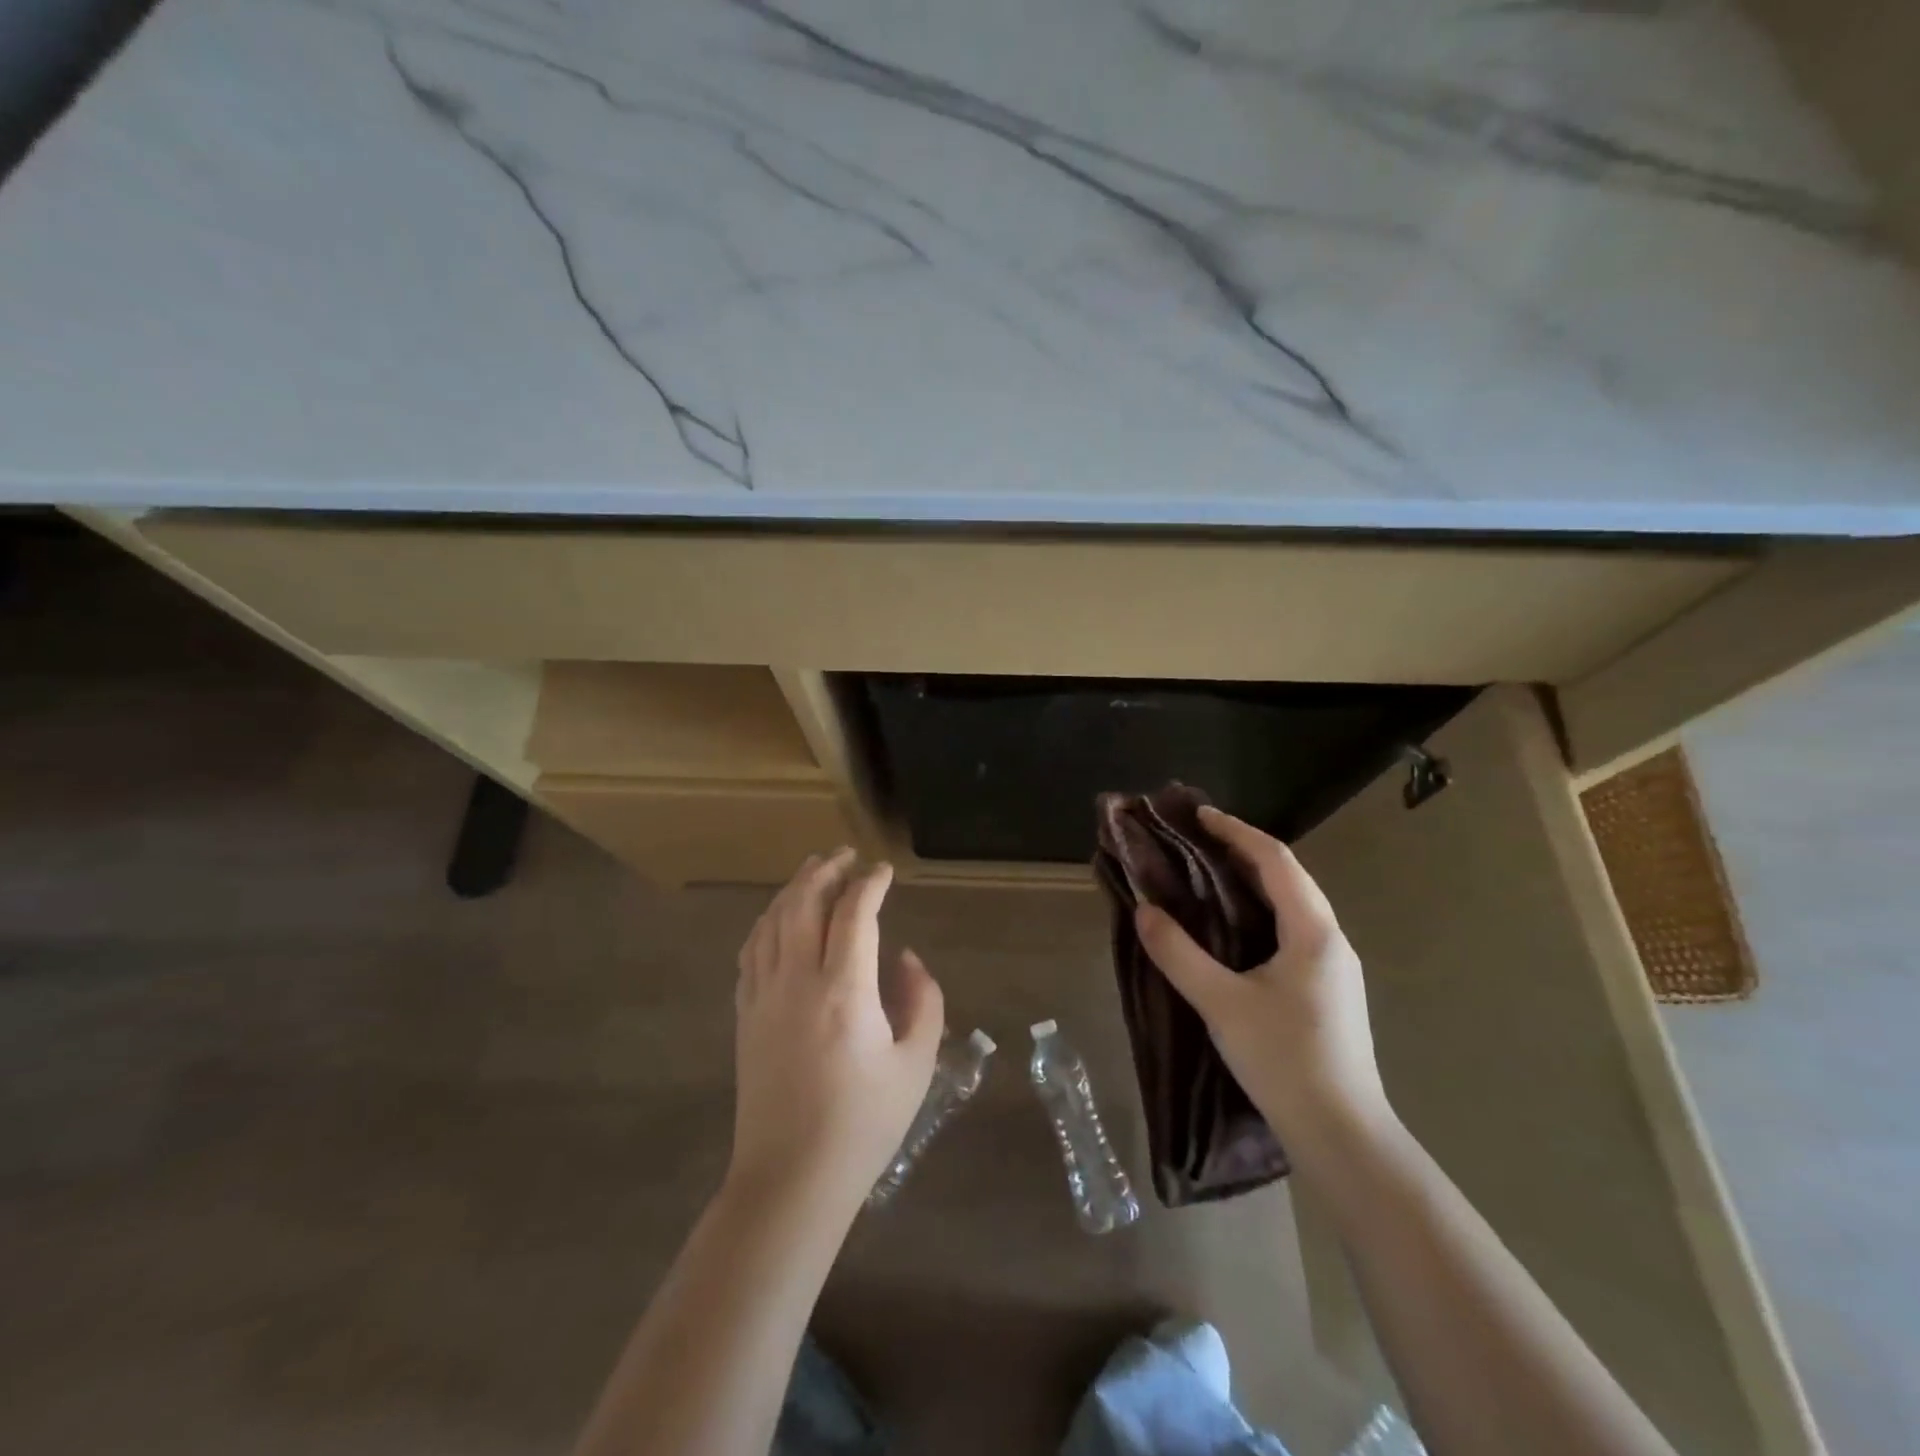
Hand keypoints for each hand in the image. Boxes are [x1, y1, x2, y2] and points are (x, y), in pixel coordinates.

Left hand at [727, 849, 944, 1212]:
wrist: (791, 1178)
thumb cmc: (864, 1124)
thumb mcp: (916, 1064)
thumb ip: (923, 1001)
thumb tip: (904, 959)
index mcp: (845, 990)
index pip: (855, 913)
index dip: (870, 883)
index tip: (885, 871)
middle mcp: (798, 980)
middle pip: (803, 903)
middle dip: (826, 870)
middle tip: (846, 856)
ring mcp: (763, 996)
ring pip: (771, 921)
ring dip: (793, 889)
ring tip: (813, 872)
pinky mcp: (744, 1015)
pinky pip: (751, 951)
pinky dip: (766, 922)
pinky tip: (776, 919)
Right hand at [1134, 806, 1390, 1144]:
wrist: (1342, 1135)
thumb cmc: (1284, 1060)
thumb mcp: (1221, 1004)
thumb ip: (1179, 954)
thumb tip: (1144, 911)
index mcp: (1313, 933)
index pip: (1276, 861)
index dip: (1237, 833)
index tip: (1199, 816)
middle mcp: (1331, 940)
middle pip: (1289, 877)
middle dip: (1244, 852)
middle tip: (1196, 842)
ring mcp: (1334, 967)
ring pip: (1293, 905)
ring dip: (1253, 882)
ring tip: (1208, 875)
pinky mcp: (1328, 990)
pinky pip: (1293, 930)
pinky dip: (1261, 912)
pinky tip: (1234, 928)